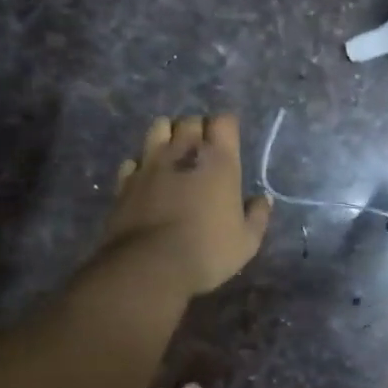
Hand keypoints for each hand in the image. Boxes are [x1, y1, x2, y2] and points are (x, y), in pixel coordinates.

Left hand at [97, 114, 270, 295]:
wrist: (149, 267)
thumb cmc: (207, 251)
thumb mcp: (247, 241)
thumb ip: (257, 215)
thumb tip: (263, 199)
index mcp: (219, 160)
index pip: (224, 121)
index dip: (226, 128)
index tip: (229, 145)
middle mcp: (184, 152)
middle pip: (190, 120)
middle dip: (198, 130)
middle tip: (203, 151)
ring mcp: (150, 163)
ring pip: (158, 128)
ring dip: (168, 135)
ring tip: (173, 155)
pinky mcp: (124, 181)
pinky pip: (133, 160)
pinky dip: (141, 164)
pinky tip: (146, 180)